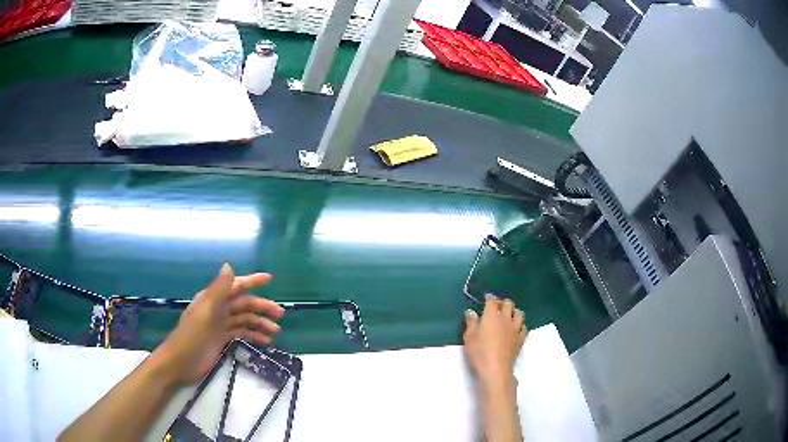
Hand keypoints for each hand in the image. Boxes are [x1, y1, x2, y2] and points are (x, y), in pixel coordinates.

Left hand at [154, 263, 284, 384]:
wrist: (180, 363)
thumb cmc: (191, 337)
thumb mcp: (205, 313)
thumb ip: (218, 290)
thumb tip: (229, 265)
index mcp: (213, 299)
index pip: (235, 286)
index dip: (252, 281)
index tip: (269, 279)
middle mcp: (218, 309)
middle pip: (244, 304)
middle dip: (262, 307)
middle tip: (280, 314)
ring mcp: (220, 325)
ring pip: (245, 320)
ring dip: (260, 324)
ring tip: (276, 332)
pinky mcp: (222, 340)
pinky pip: (241, 333)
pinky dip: (254, 336)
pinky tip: (265, 342)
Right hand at [463, 294, 526, 393]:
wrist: (496, 369)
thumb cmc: (479, 352)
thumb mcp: (469, 337)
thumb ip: (471, 323)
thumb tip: (471, 311)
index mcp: (492, 316)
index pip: (492, 301)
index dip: (490, 297)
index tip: (487, 297)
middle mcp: (506, 318)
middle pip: (508, 304)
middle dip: (502, 302)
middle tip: (497, 306)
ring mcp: (516, 328)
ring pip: (519, 313)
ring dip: (514, 311)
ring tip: (509, 314)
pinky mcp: (521, 338)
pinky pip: (524, 327)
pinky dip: (520, 324)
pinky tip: (517, 328)